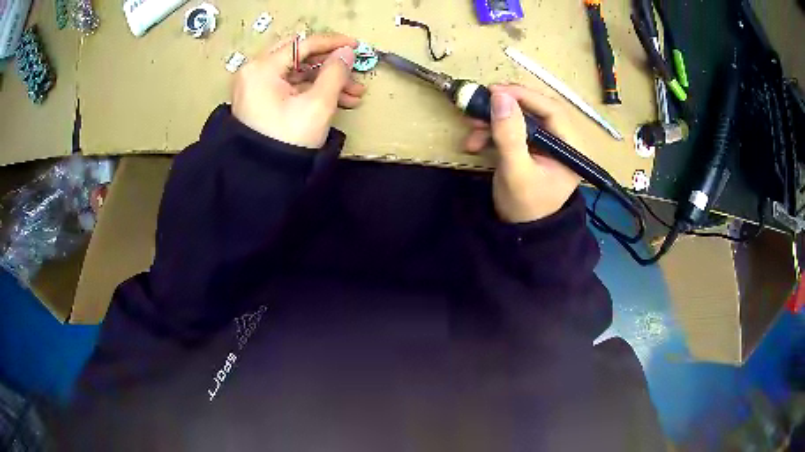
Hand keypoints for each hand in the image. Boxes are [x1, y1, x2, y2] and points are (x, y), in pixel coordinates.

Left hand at [231, 33, 366, 148]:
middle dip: (330, 65)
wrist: (263, 177)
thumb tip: (347, 52)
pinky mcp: (260, 100)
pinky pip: (289, 87)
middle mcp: (254, 72)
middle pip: (299, 56)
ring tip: (354, 95)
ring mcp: (255, 86)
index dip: (332, 43)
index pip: (302, 44)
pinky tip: (337, 100)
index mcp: (262, 68)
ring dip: (325, 80)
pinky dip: (311, 91)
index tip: (356, 45)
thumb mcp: (318, 104)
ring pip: (297, 73)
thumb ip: (335, 73)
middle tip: (353, 72)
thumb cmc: (289, 138)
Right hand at [463, 84, 581, 222]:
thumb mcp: (516, 172)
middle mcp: (562, 141)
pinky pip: (513, 129)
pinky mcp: (532, 147)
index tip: (495, 90)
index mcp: (571, 147)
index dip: (524, 96)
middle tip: (480, 102)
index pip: (552, 110)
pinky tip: (475, 140)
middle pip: (536, 109)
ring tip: (471, 126)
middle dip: (505, 107)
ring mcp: (546, 143)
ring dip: (494, 119)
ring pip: (521, 117)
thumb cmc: (524, 207)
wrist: (519, 232)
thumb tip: (500, 97)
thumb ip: (509, 135)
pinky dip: (493, 130)